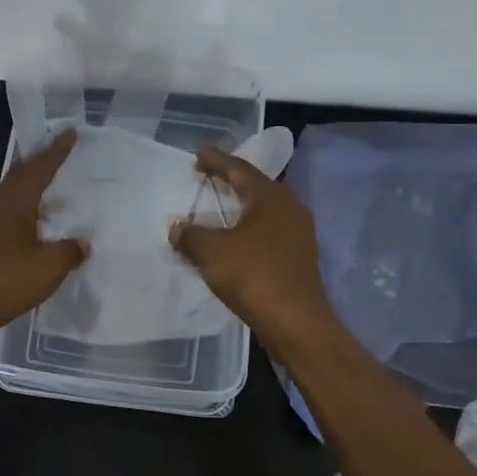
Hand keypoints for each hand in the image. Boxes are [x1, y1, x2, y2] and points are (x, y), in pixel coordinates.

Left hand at [0, 130, 87, 347]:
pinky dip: (29, 211)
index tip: (70, 132)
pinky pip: (12, 216)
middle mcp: (0, 208)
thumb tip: (82, 243)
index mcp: (16, 204)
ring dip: (34, 187)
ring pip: (15, 196)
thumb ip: (69, 252)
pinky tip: (40, 227)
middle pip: (22, 176)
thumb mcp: (48, 267)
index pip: (40, 168)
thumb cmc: (3, 282)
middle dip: (42, 162)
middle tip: (61, 151)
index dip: (56, 151)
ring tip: (56, 187)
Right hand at [170, 147, 336, 347]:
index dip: (217, 161)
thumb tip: (177, 227)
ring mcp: (299, 235)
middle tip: (209, 177)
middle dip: (232, 181)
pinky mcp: (299, 259)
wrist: (296, 322)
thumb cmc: (254, 276)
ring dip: (241, 208)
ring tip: (220, 208)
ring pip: (265, 212)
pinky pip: (269, 234)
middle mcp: (290, 208)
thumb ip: (191, 235)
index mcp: (270, 197)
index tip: (199, 153)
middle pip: (257, 187)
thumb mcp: (212, 252)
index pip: (240, 169)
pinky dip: (249, 232)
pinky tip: (235, 242)